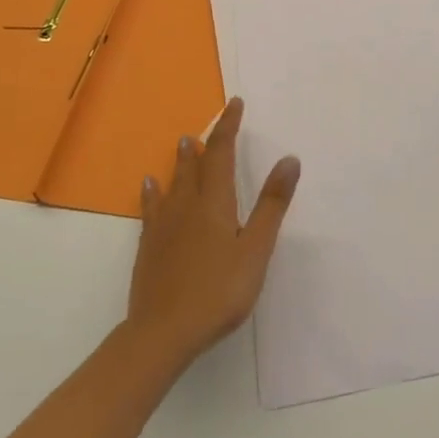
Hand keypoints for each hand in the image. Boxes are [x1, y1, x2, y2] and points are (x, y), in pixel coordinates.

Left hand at [125, 97, 298, 368]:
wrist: (162, 333)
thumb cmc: (218, 291)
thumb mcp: (255, 250)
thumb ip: (272, 204)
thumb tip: (289, 159)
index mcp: (215, 202)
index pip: (222, 153)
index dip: (229, 127)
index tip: (235, 104)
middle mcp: (187, 205)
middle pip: (195, 164)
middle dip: (206, 141)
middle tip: (209, 124)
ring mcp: (164, 226)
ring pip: (173, 182)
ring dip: (181, 161)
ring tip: (183, 142)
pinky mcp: (149, 247)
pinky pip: (151, 207)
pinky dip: (153, 192)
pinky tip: (148, 186)